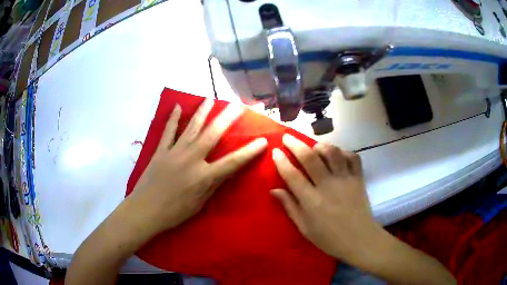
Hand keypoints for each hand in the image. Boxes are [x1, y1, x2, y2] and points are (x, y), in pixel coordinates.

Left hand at [129, 99, 267, 234]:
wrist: (145, 210)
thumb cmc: (174, 212)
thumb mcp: (199, 203)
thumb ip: (213, 185)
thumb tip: (225, 171)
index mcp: (204, 176)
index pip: (233, 162)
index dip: (249, 152)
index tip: (263, 140)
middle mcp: (191, 159)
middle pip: (213, 134)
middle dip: (228, 118)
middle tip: (238, 104)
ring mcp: (175, 152)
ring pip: (191, 127)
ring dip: (202, 111)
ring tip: (210, 99)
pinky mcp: (161, 150)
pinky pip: (168, 131)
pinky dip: (172, 118)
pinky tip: (176, 106)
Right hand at [271, 134, 380, 264]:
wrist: (359, 239)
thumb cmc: (329, 238)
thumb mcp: (305, 227)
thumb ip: (290, 207)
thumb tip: (274, 190)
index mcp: (311, 201)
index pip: (292, 175)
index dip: (281, 161)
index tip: (275, 151)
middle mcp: (328, 185)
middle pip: (310, 157)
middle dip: (295, 144)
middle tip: (288, 137)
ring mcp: (345, 179)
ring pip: (332, 152)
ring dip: (320, 145)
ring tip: (314, 146)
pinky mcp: (358, 178)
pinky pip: (352, 156)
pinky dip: (343, 151)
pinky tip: (337, 155)